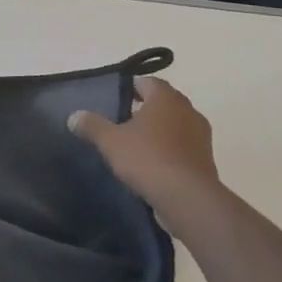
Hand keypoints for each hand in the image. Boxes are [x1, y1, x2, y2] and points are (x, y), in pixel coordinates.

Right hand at [69, 77, 222, 235]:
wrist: (188, 199)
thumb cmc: (147, 158)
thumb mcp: (110, 141)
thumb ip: (92, 125)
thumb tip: (74, 116)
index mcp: (165, 98)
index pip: (148, 82)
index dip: (131, 88)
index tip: (116, 98)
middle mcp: (188, 110)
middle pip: (164, 102)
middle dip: (146, 108)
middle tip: (123, 120)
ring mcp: (201, 136)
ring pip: (176, 124)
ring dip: (160, 130)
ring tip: (137, 144)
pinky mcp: (207, 160)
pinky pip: (184, 146)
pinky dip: (171, 150)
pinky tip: (154, 164)